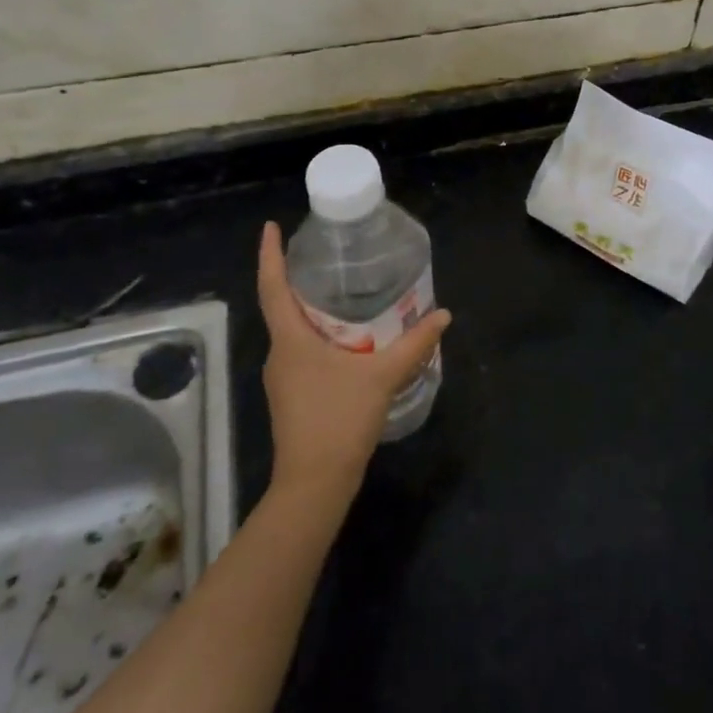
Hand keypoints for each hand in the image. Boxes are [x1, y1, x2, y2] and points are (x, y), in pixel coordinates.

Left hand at [256, 221, 451, 504]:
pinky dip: (321, 334)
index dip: (269, 255)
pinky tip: (350, 336)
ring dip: (312, 308)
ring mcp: (283, 377)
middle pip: (282, 306)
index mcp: (290, 340)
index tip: (271, 227)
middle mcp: (280, 354)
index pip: (272, 287)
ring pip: (294, 330)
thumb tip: (443, 314)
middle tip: (327, 254)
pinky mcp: (294, 395)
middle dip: (298, 278)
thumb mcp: (382, 377)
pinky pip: (303, 350)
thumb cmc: (339, 421)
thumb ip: (414, 344)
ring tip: (344, 289)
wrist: (314, 484)